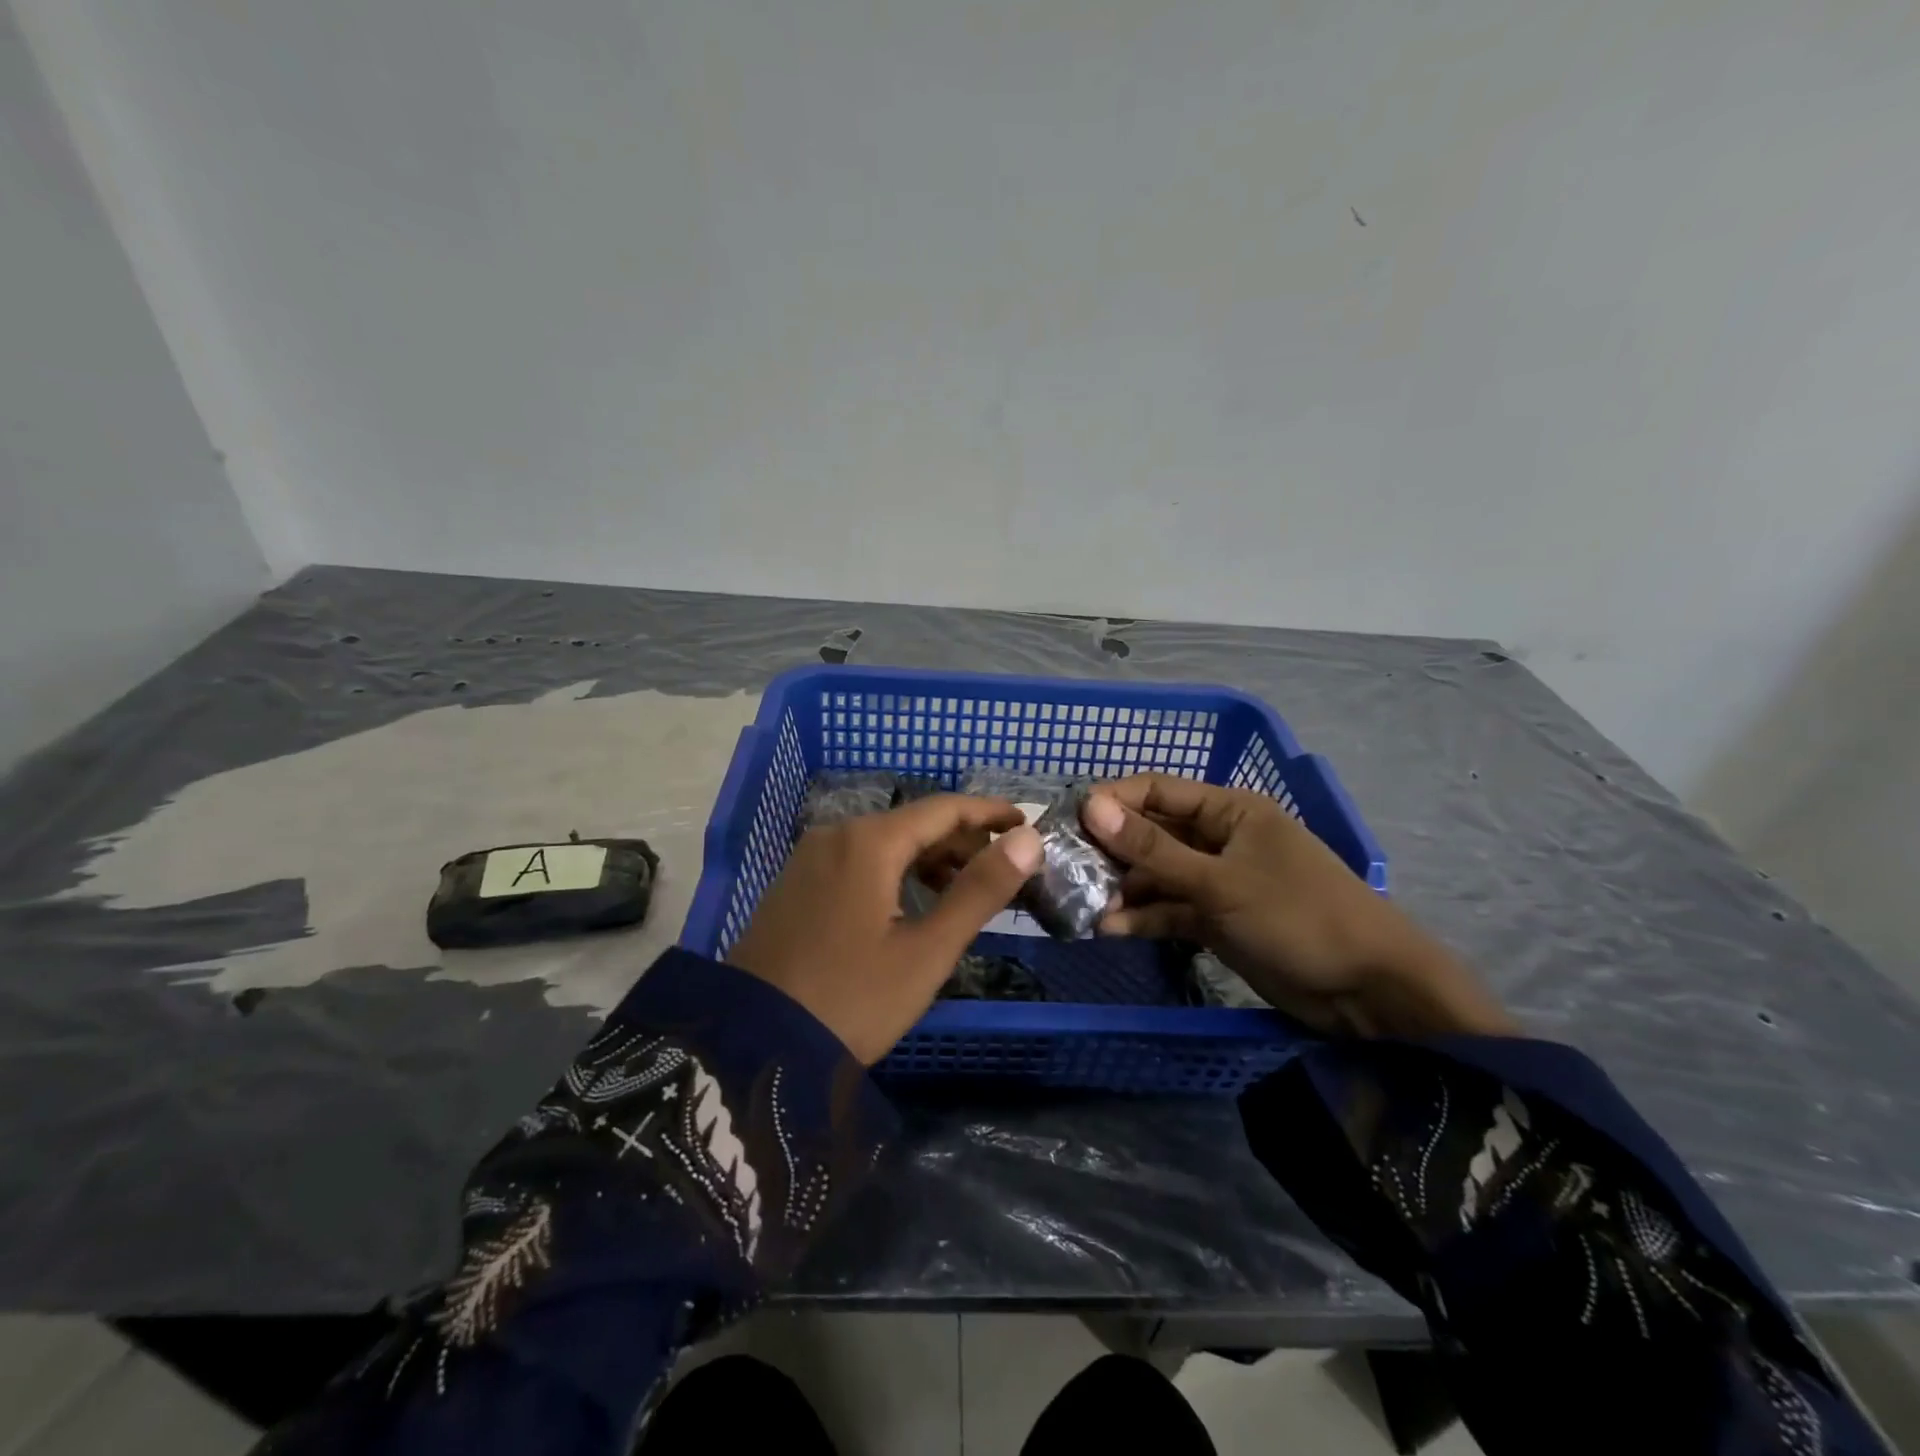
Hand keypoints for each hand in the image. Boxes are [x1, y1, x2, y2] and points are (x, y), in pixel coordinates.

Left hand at [728, 796, 1043, 1063]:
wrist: (751, 1046)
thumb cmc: (852, 1000)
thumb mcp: (926, 951)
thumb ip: (980, 891)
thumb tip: (1028, 840)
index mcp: (869, 842)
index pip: (944, 809)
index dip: (989, 813)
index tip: (1026, 823)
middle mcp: (836, 835)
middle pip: (913, 824)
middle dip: (962, 842)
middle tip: (1003, 870)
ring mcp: (809, 859)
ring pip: (884, 844)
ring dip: (929, 859)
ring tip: (965, 890)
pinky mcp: (795, 885)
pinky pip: (857, 862)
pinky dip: (895, 872)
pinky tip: (912, 902)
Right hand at [1081, 775, 1514, 1037]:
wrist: (1368, 991)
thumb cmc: (1297, 916)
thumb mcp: (1220, 882)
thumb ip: (1153, 849)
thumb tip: (1091, 806)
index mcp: (1228, 810)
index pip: (1157, 791)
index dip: (1112, 802)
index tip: (1068, 822)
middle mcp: (1219, 839)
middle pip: (1152, 834)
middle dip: (1111, 850)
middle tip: (1065, 869)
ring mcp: (1217, 881)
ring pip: (1157, 875)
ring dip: (1123, 889)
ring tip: (1081, 905)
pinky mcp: (1217, 920)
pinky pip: (1171, 910)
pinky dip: (1145, 917)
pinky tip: (1111, 928)